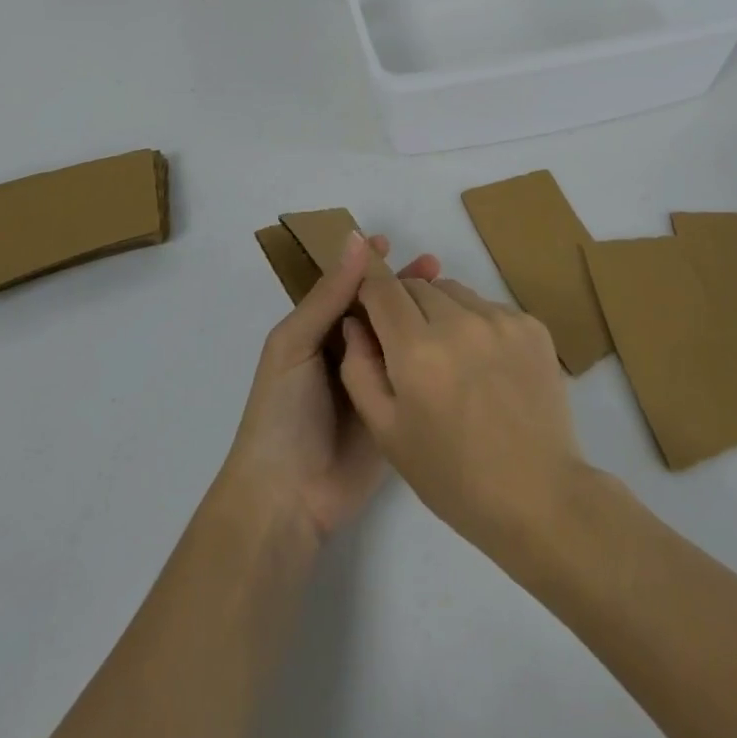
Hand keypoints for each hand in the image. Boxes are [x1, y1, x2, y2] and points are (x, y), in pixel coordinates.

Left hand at [219, 232, 439, 545]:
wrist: (288, 498)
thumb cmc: (282, 411)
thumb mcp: (295, 344)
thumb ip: (328, 295)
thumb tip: (356, 239)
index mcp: (317, 331)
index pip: (347, 287)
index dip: (367, 265)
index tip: (392, 242)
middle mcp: (345, 351)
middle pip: (378, 309)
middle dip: (401, 285)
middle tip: (435, 265)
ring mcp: (371, 381)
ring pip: (398, 337)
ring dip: (419, 315)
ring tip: (450, 294)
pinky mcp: (393, 410)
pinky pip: (412, 375)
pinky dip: (430, 354)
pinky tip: (453, 339)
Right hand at [338, 273, 582, 556]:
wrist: (538, 496)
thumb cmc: (452, 475)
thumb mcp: (386, 432)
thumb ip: (359, 368)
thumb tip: (355, 322)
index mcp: (417, 350)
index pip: (382, 286)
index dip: (369, 287)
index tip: (368, 303)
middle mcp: (459, 322)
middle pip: (418, 286)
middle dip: (404, 305)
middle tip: (410, 348)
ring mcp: (500, 319)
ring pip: (454, 291)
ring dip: (442, 311)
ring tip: (451, 358)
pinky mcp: (531, 325)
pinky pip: (488, 306)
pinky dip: (477, 323)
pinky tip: (485, 365)